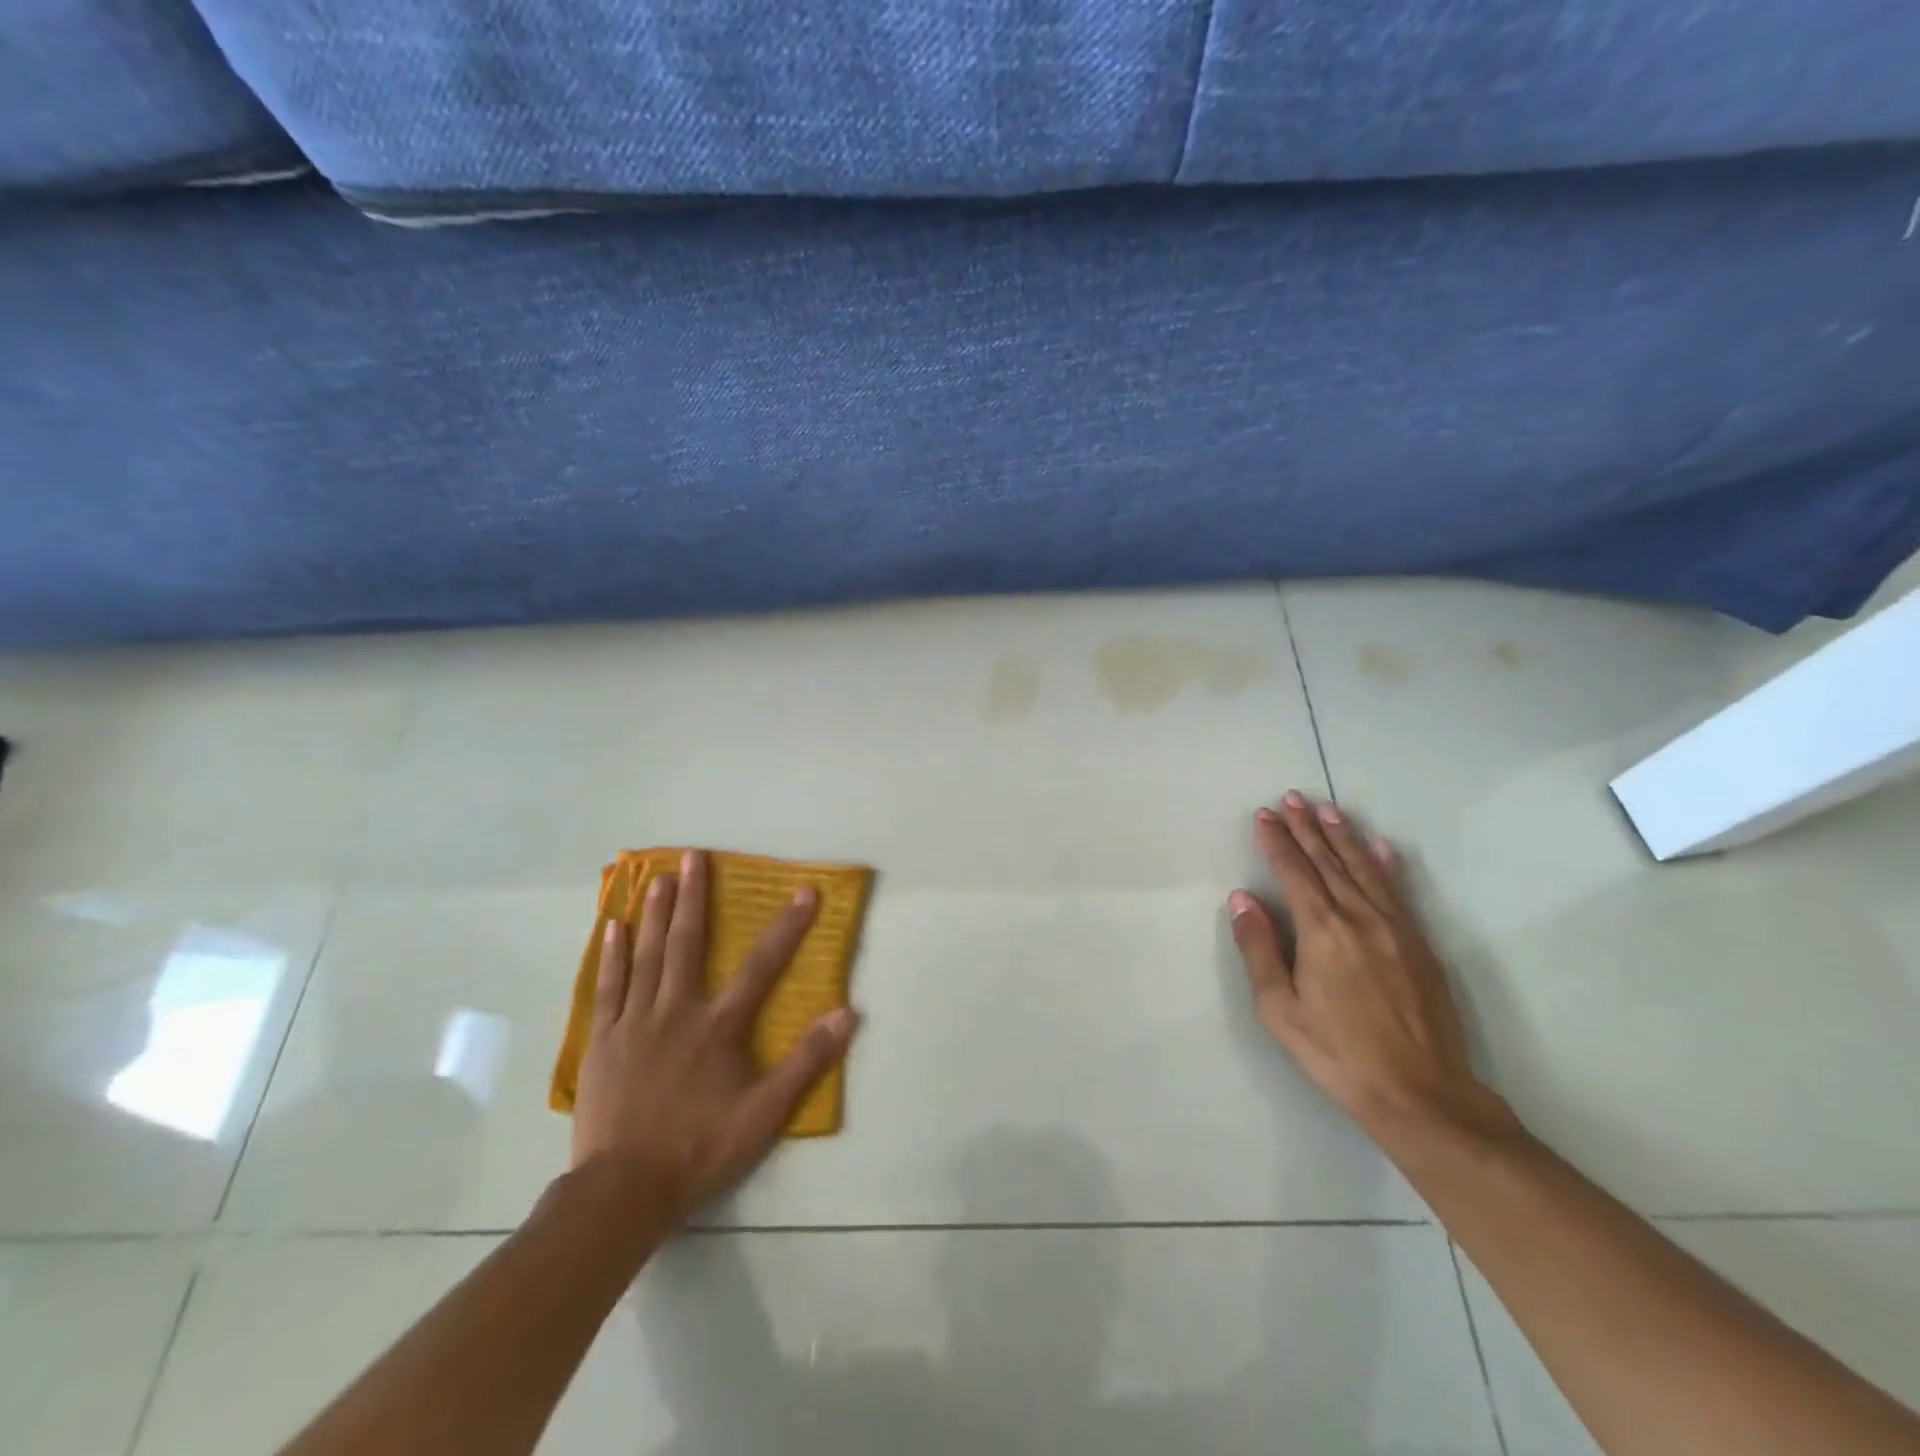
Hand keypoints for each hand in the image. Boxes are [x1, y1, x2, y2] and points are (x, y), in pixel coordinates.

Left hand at [571, 850, 858, 1224]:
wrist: (623, 1190)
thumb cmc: (699, 1148)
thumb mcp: (765, 1113)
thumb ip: (807, 1061)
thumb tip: (847, 1013)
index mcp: (718, 1026)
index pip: (761, 966)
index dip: (786, 927)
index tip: (804, 892)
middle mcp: (677, 1011)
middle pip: (686, 944)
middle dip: (693, 897)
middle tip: (693, 856)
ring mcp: (635, 1023)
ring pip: (645, 956)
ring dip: (653, 914)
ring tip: (656, 877)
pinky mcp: (604, 1041)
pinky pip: (608, 987)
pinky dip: (611, 955)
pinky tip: (611, 928)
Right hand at [1229, 792, 1517, 1142]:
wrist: (1421, 1094)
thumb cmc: (1336, 1053)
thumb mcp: (1279, 1008)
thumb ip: (1259, 948)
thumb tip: (1242, 899)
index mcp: (1322, 930)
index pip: (1294, 872)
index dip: (1276, 841)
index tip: (1264, 814)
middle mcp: (1359, 917)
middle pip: (1328, 861)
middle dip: (1306, 827)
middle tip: (1292, 798)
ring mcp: (1395, 928)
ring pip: (1364, 869)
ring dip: (1343, 836)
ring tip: (1328, 810)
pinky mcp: (1420, 944)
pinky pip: (1398, 891)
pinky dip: (1386, 865)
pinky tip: (1380, 847)